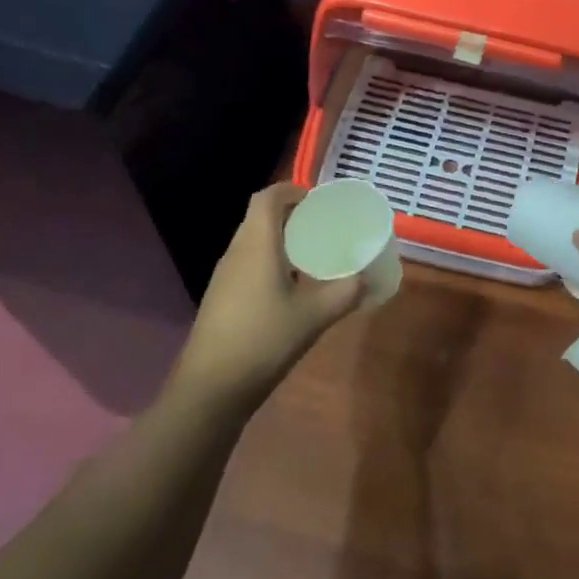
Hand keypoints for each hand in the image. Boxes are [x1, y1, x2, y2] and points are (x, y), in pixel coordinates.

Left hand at [170, 183, 364, 410]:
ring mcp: (224, 276)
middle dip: (291, 215)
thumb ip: (345, 293)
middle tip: (324, 227)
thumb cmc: (263, 341)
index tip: (319, 201)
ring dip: (281, 239)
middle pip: (260, 217)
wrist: (210, 388)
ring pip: (253, 241)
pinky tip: (292, 288)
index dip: (292, 190)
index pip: (267, 197)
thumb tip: (367, 278)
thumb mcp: (314, 317)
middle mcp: (236, 252)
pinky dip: (271, 261)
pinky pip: (248, 263)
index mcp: (256, 245)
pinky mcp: (221, 297)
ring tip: (314, 255)